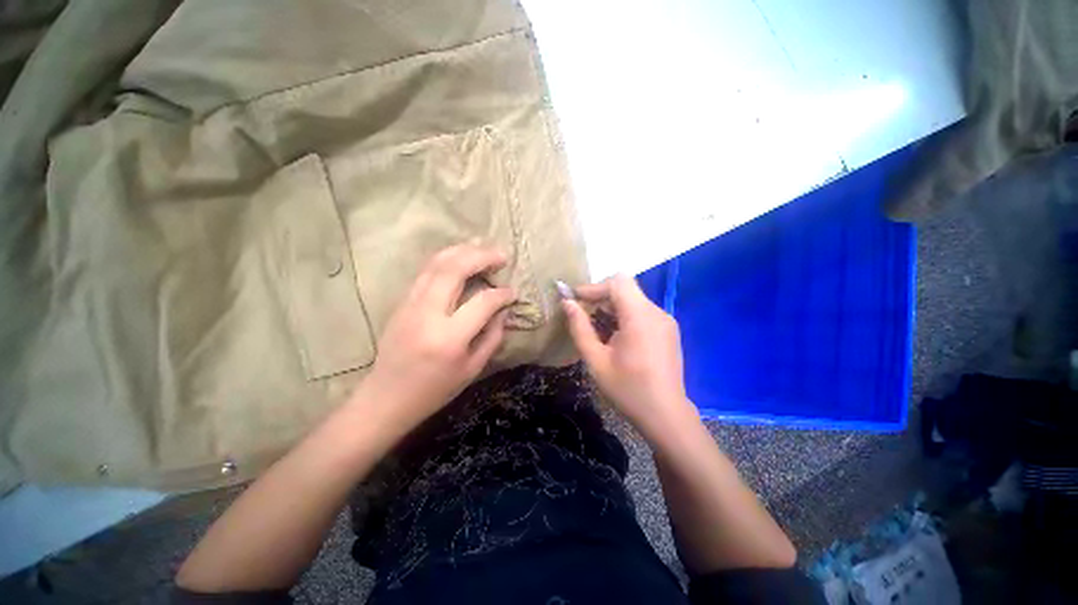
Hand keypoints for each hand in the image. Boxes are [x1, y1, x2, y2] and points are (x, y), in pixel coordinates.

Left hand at [357, 242, 514, 430]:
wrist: (386, 397)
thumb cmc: (434, 390)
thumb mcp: (472, 369)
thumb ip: (493, 336)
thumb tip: (503, 310)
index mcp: (449, 338)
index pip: (483, 302)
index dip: (502, 294)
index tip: (513, 292)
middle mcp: (428, 314)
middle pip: (455, 269)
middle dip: (482, 256)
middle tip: (502, 255)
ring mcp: (410, 304)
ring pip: (437, 263)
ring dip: (463, 250)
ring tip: (483, 248)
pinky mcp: (402, 301)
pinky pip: (426, 270)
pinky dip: (447, 258)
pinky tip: (461, 257)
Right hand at [562, 274, 697, 441]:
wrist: (665, 415)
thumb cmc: (627, 389)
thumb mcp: (596, 360)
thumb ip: (580, 328)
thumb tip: (567, 303)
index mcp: (640, 317)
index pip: (617, 282)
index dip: (594, 287)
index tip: (575, 300)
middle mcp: (657, 312)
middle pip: (625, 288)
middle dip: (600, 297)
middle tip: (582, 314)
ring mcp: (665, 321)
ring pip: (633, 299)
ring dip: (612, 307)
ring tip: (596, 328)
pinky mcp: (668, 330)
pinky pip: (642, 311)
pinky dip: (624, 315)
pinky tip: (615, 336)